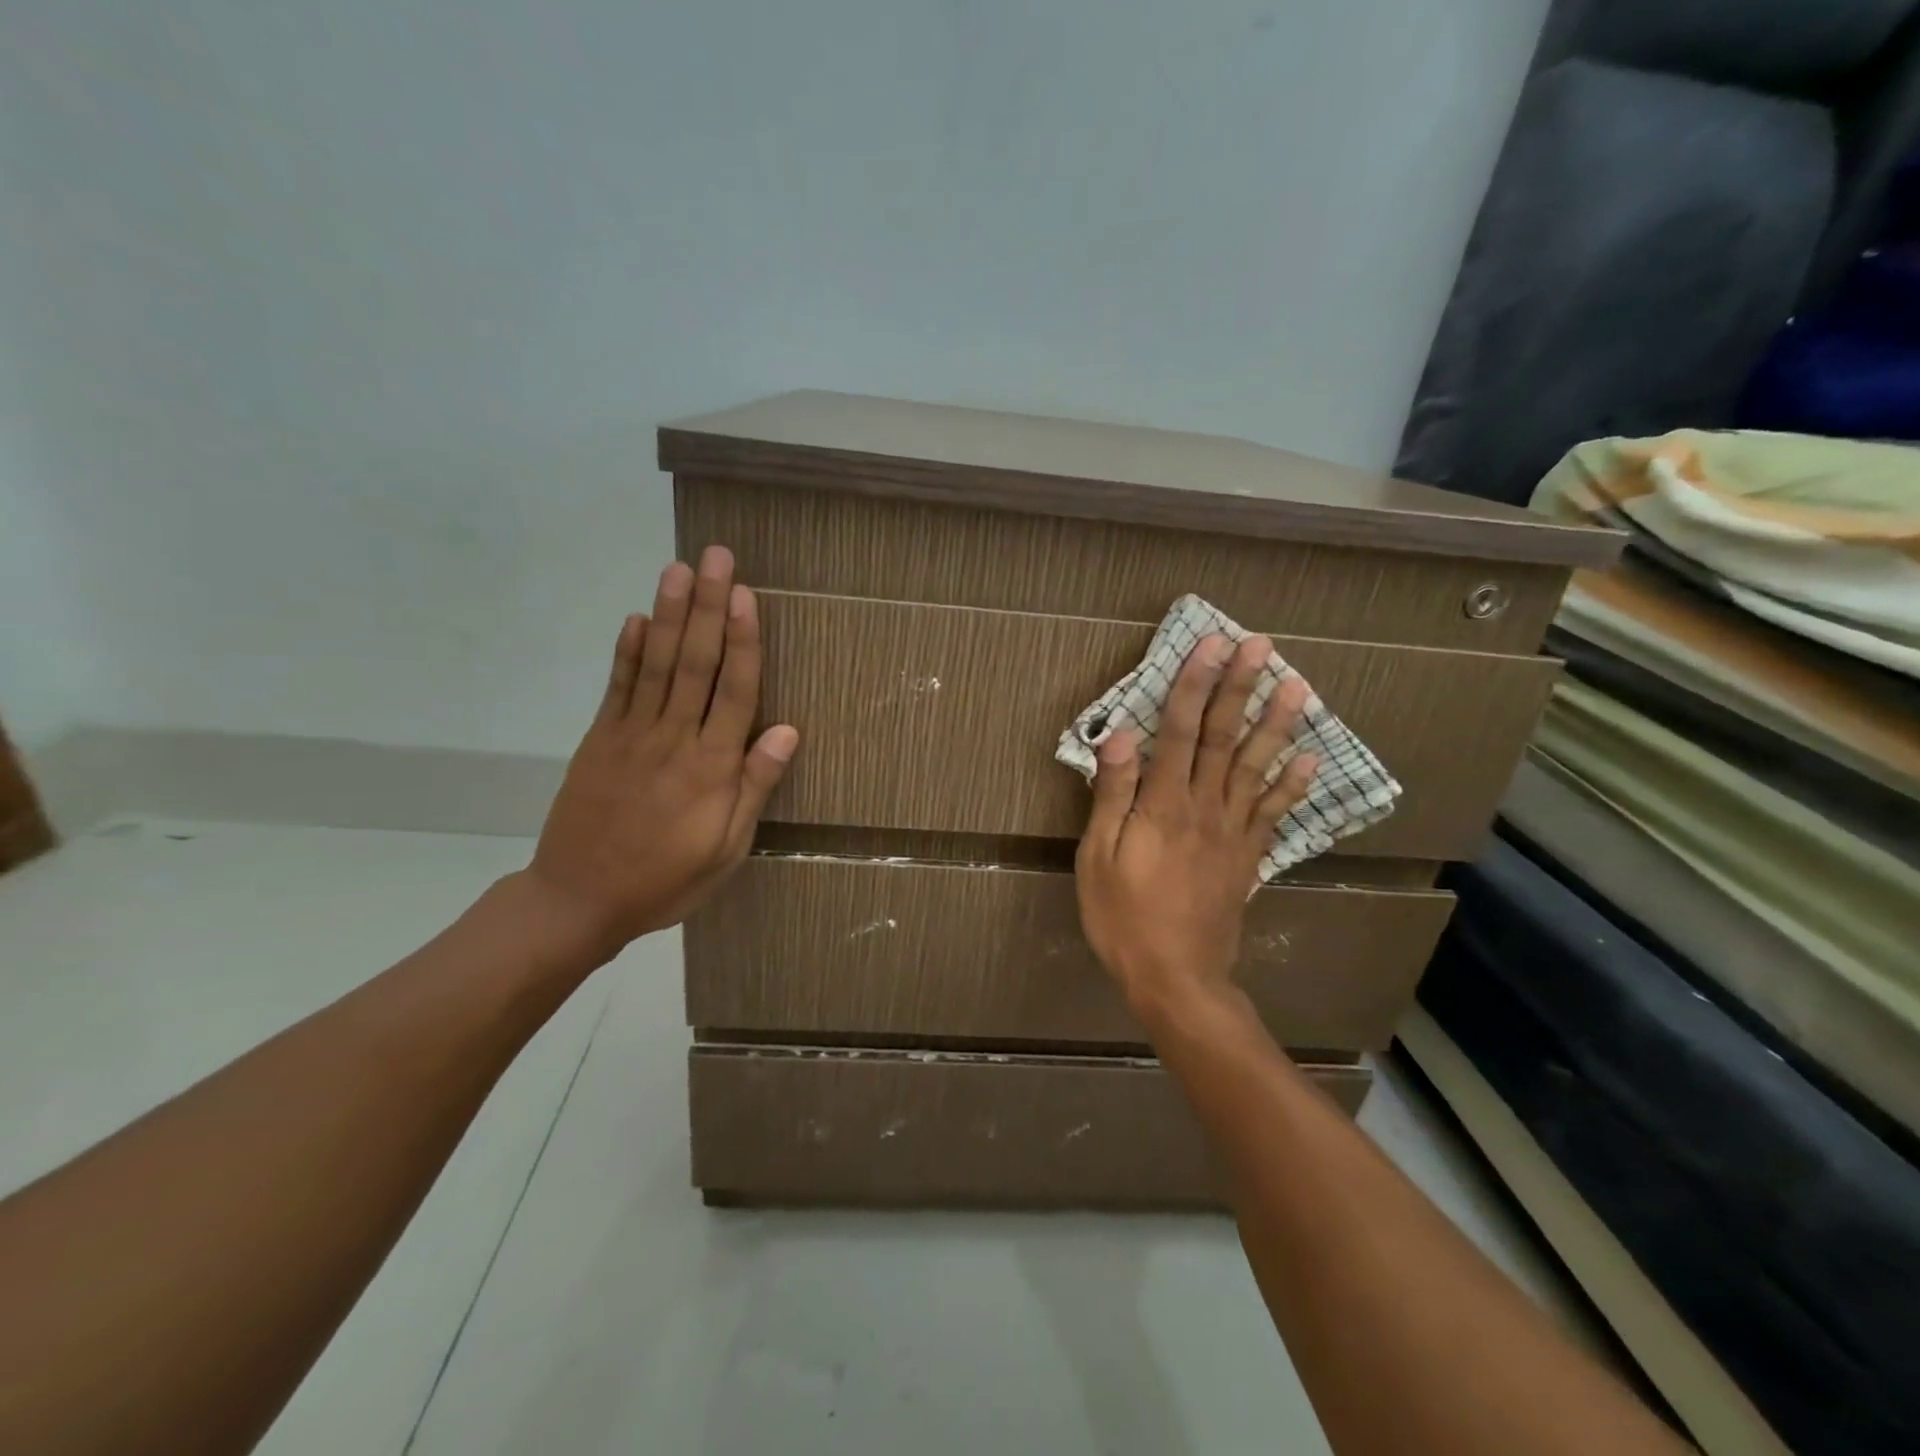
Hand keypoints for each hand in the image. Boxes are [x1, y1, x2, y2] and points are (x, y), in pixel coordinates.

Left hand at [523, 545, 798, 957]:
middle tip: (716, 557)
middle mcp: (674, 739)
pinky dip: (627, 651)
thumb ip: (754, 787)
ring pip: (657, 664)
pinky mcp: (599, 740)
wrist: (578, 900)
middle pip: (695, 663)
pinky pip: (616, 688)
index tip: (747, 595)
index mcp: (712, 768)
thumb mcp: (728, 849)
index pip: (733, 691)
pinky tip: (638, 618)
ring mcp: (631, 735)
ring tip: (679, 569)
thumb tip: (788, 731)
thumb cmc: (667, 880)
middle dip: (708, 607)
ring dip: (670, 614)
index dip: (742, 641)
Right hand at [1074, 633, 1315, 1021]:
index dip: (1195, 685)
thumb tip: (1121, 735)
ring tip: (1298, 687)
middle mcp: (1206, 808)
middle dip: (1242, 688)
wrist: (1177, 977)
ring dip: (1277, 724)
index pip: (1181, 731)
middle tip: (1261, 646)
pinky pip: (1274, 813)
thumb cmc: (1123, 917)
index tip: (1211, 645)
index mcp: (1165, 805)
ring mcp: (1233, 832)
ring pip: (1258, 767)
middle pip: (1226, 738)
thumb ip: (1112, 795)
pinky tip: (1310, 758)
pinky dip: (1293, 784)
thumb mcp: (1098, 857)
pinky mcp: (1248, 857)